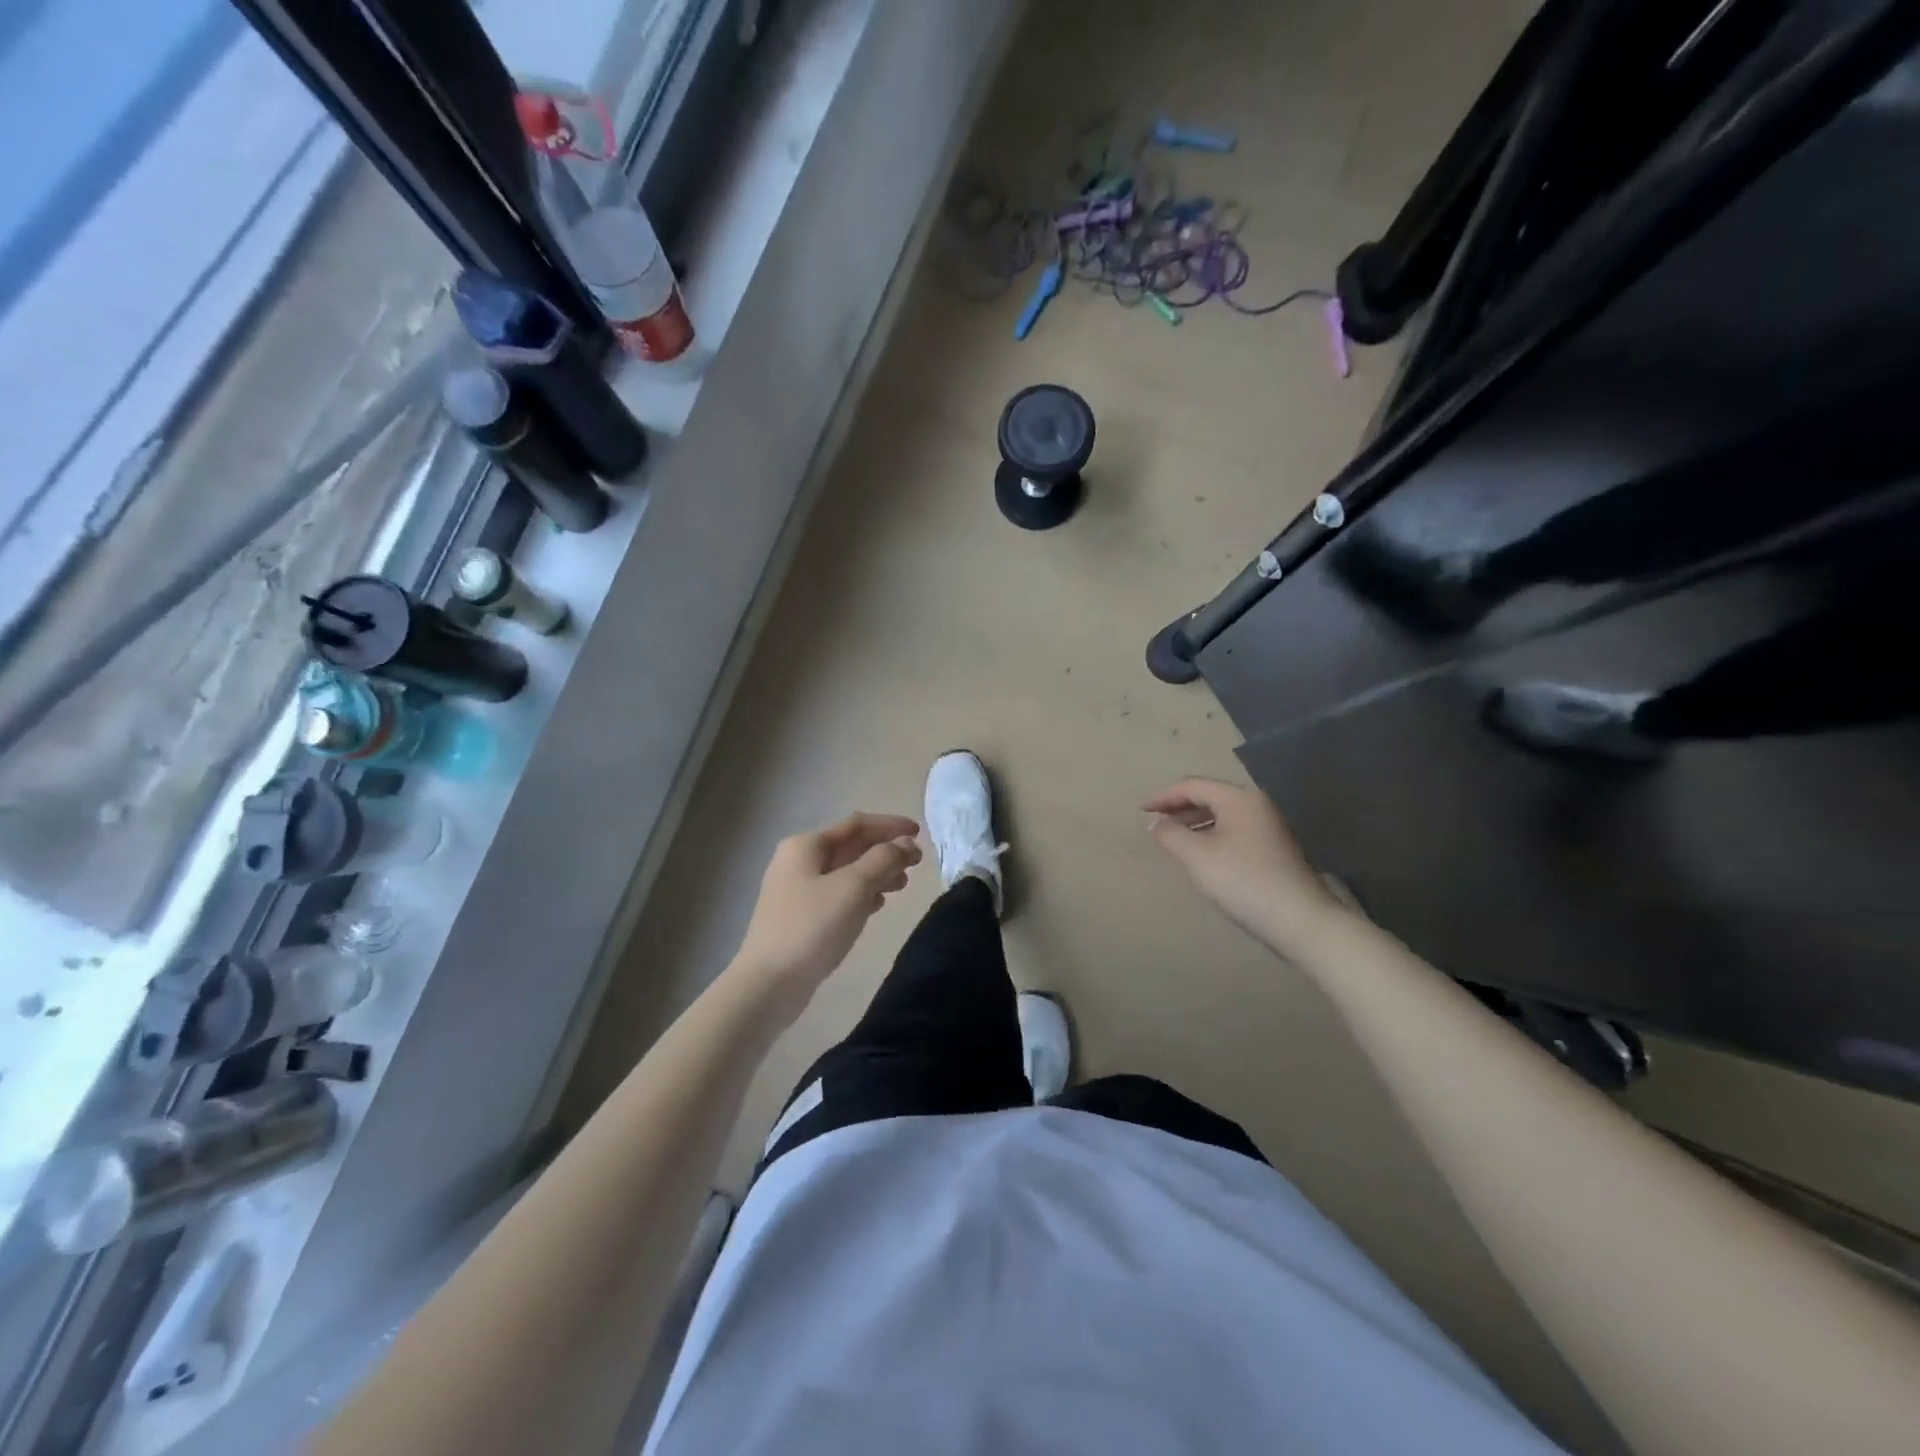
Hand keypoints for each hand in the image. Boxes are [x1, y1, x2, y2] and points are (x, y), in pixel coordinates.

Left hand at [734, 812, 921, 1009]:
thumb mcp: (853, 887)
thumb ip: (884, 859)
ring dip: (877, 873)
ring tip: (903, 885)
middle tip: (917, 863)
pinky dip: (862, 894)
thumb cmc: (812, 927)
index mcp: (806, 846)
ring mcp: (798, 891)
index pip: (856, 824)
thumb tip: (907, 842)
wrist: (768, 984)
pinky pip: (839, 895)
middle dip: (885, 851)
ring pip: (847, 872)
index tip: (920, 834)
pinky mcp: (802, 917)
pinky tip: (878, 905)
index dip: (890, 826)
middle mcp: (799, 862)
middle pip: (851, 847)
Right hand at [1144, 778, 1341, 952]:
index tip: (1141, 811)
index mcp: (1239, 799)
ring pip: (1223, 815)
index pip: (1193, 786)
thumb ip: (1170, 835)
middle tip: (1155, 822)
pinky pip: (1233, 831)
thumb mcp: (1197, 857)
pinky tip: (1201, 855)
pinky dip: (1211, 835)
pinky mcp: (1273, 849)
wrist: (1300, 921)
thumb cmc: (1243, 881)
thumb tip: (1155, 823)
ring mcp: (1269, 827)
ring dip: (1195, 822)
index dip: (1164, 796)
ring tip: (1173, 839)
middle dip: (1179, 808)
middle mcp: (1256, 805)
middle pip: (1210, 796)